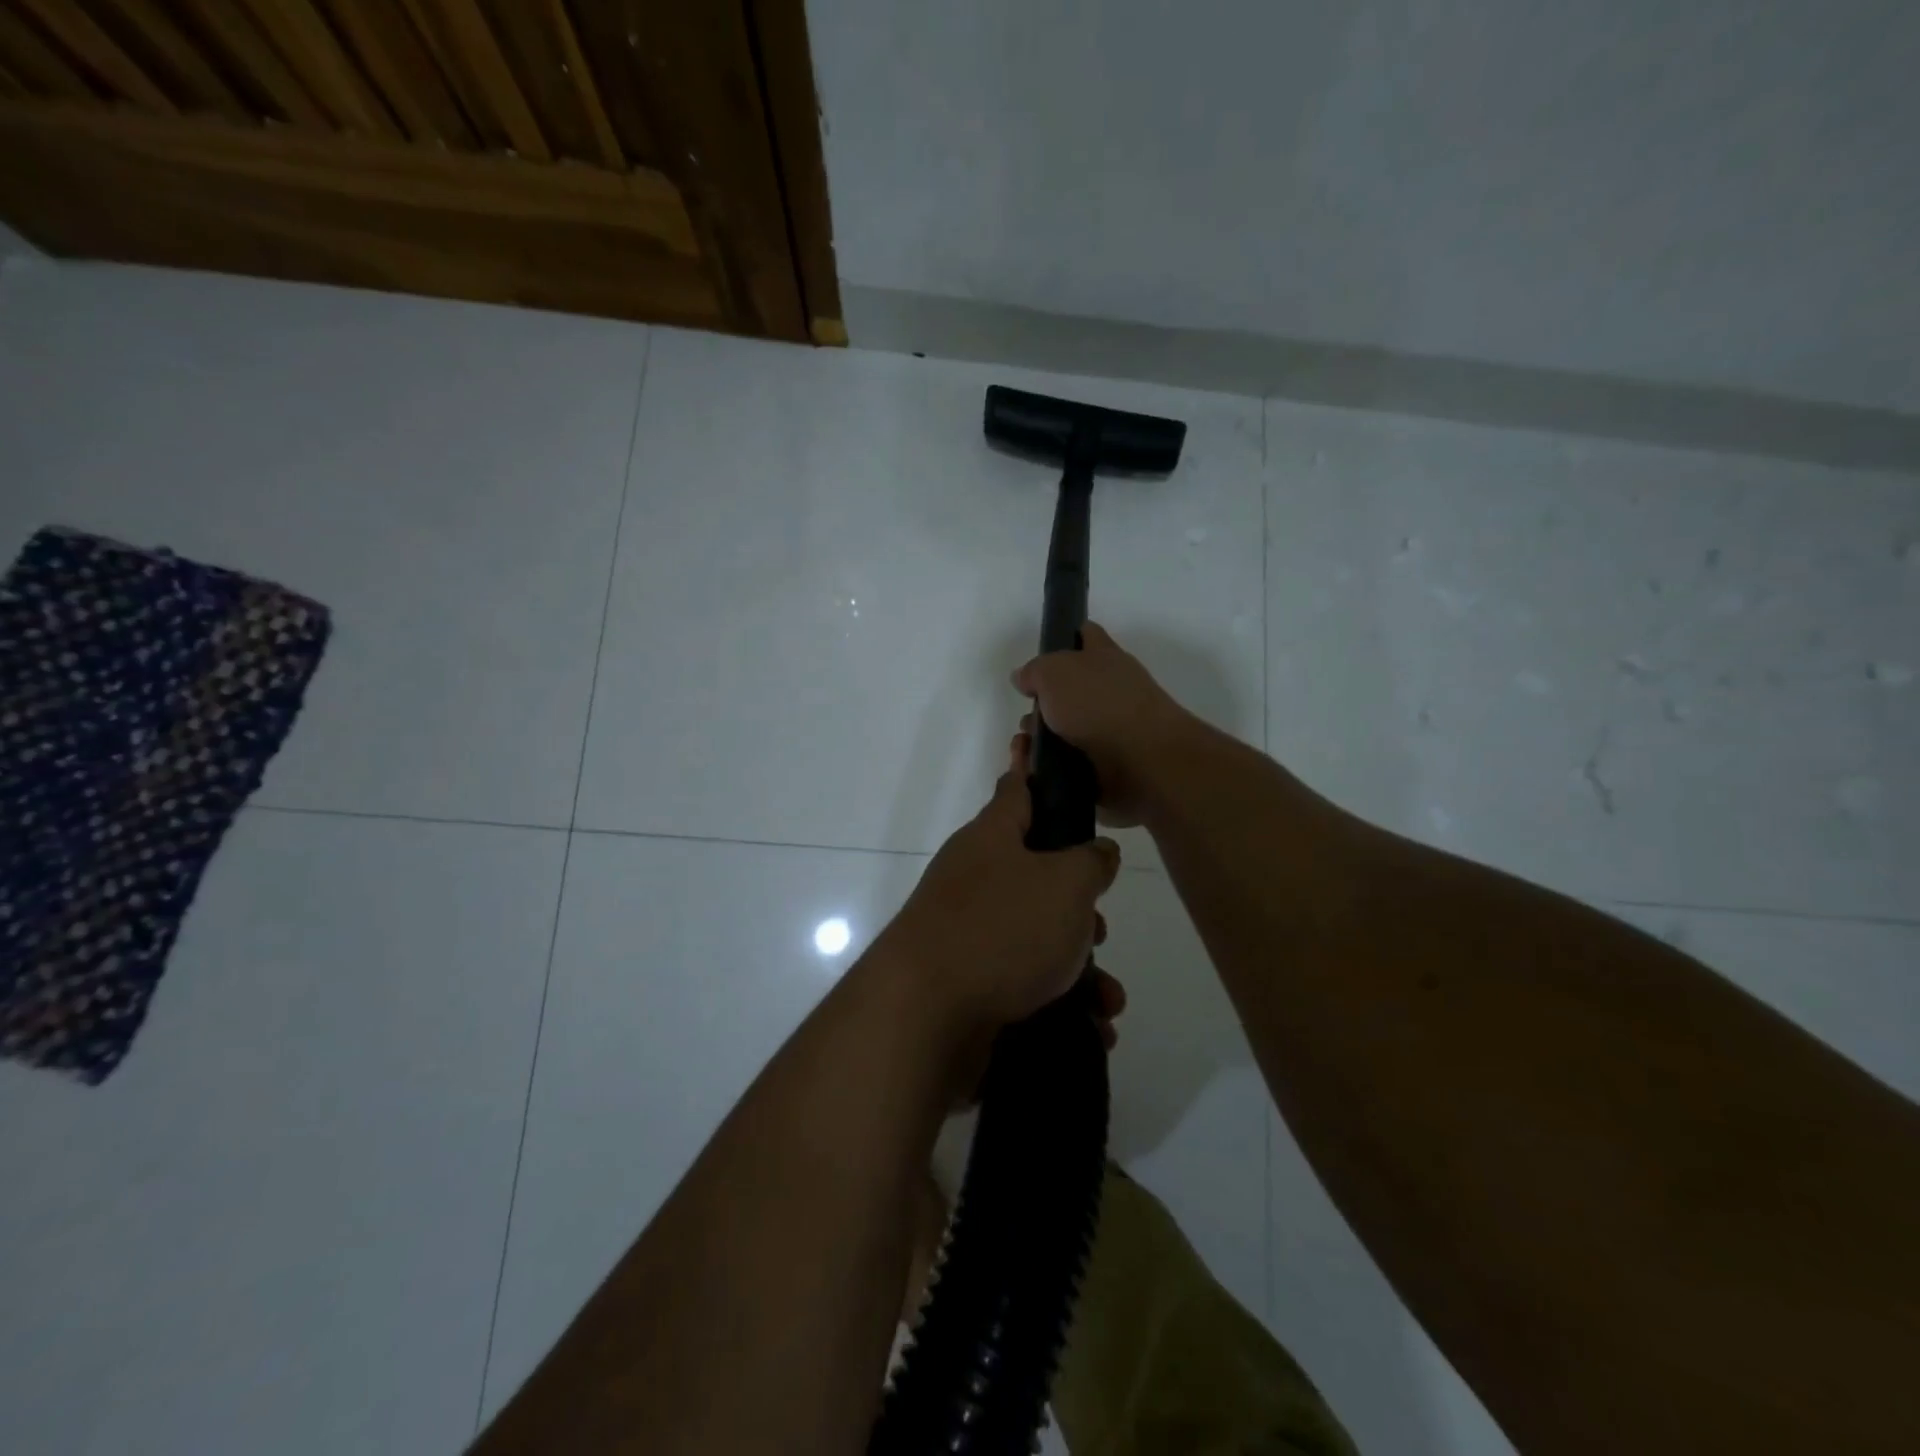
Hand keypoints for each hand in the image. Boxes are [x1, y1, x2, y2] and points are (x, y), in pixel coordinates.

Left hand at [874, 737, 1121, 1037]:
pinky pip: (1026, 981)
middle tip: (1098, 928)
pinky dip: (1060, 1001)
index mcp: (993, 838)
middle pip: (1038, 873)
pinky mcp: (970, 981)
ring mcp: (968, 930)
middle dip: (1078, 904)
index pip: (1017, 788)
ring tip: (1106, 997)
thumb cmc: (1001, 929)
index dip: (1034, 767)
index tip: (1036, 743)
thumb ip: (1090, 862)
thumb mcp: (1065, 885)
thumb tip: (1097, 852)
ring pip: (1038, 934)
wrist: (924, 1016)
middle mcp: (976, 877)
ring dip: (1079, 965)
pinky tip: (1091, 1028)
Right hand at [1010, 622, 1191, 826]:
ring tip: (1026, 749)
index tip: (1041, 653)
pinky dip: (1053, 766)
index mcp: (1104, 657)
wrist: (1141, 761)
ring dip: (1044, 739)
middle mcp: (1112, 689)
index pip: (1086, 635)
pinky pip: (1072, 762)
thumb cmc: (1098, 704)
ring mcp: (1113, 729)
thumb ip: (1035, 671)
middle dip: (1043, 704)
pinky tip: (1037, 770)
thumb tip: (1024, 678)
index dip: (1064, 638)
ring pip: (1068, 730)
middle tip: (1026, 719)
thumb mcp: (1054, 673)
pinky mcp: (1110, 765)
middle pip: (1071, 689)